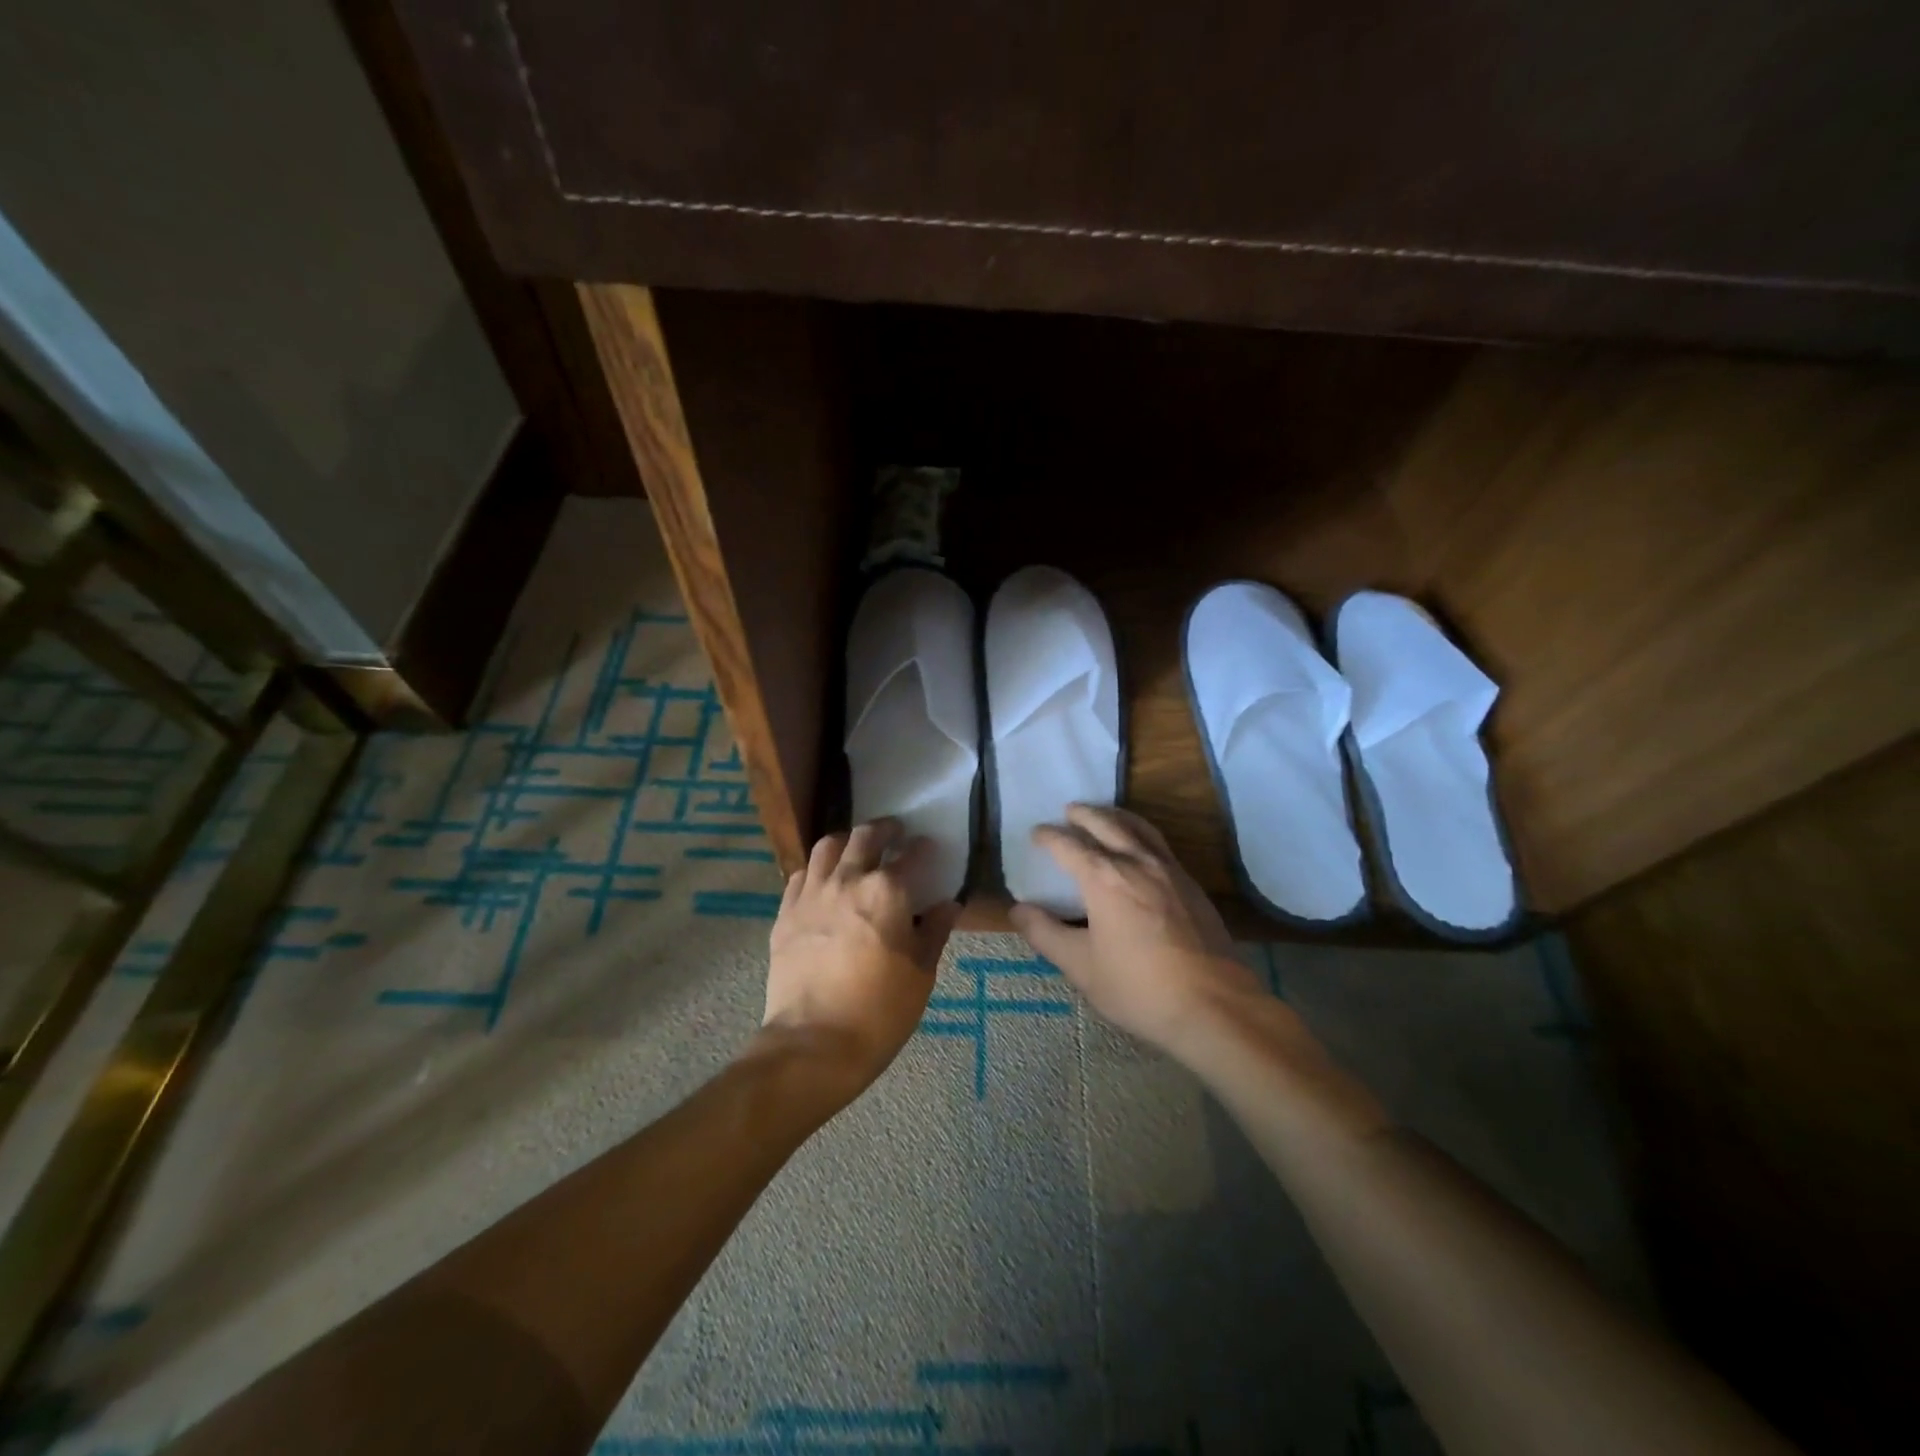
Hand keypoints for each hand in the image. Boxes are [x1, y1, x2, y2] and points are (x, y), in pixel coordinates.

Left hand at [759, 819, 959, 1096]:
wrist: (814, 1043)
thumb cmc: (880, 1010)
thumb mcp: (921, 973)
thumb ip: (935, 931)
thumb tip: (948, 904)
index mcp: (887, 891)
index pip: (910, 855)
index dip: (922, 847)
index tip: (927, 846)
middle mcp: (847, 879)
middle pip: (864, 836)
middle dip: (884, 829)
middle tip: (894, 833)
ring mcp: (812, 894)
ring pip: (827, 847)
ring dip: (846, 841)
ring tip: (855, 849)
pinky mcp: (786, 913)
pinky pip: (800, 875)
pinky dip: (816, 869)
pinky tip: (823, 882)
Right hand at [1009, 804, 1261, 1053]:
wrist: (1214, 1005)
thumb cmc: (1138, 987)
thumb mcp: (1080, 967)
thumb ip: (1045, 934)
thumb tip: (1017, 910)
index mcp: (1104, 878)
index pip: (1069, 845)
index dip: (1049, 837)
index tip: (1036, 833)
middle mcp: (1136, 862)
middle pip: (1107, 825)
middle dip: (1085, 814)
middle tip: (1070, 810)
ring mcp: (1170, 871)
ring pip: (1140, 829)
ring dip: (1117, 816)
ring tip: (1105, 815)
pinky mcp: (1192, 885)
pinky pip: (1160, 845)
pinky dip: (1142, 834)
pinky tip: (1141, 849)